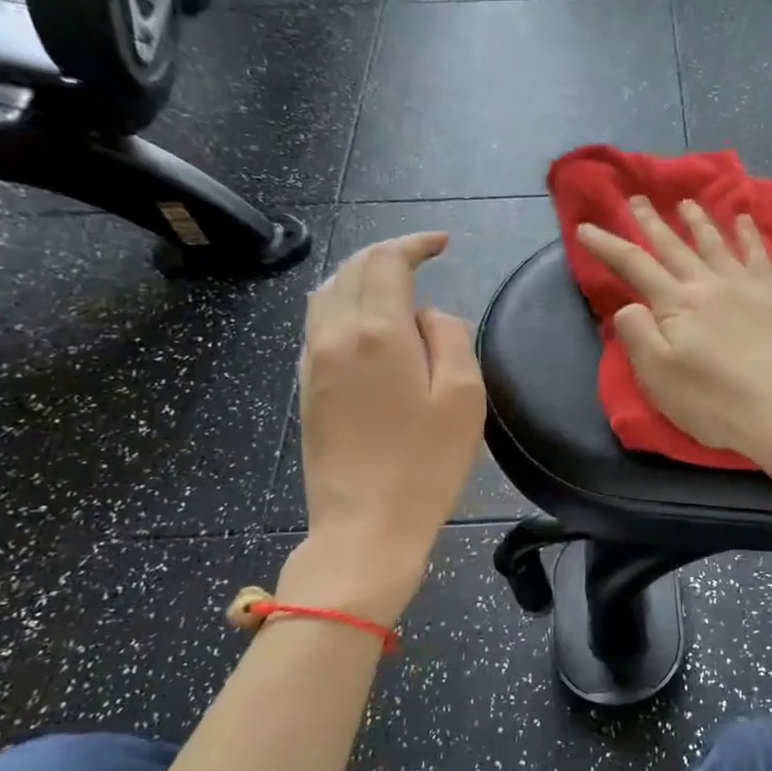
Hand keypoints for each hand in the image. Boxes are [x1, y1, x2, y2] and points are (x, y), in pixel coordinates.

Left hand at [290, 233, 486, 622]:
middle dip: (387, 255)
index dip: (414, 243)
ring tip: (394, 284)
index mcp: (377, 331)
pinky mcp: (307, 387)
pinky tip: (365, 322)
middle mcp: (335, 334)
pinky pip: (319, 325)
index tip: (442, 243)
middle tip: (422, 258)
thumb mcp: (464, 397)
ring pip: (328, 294)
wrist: (365, 527)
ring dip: (360, 276)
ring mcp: (313, 362)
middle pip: (352, 270)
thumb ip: (451, 337)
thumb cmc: (425, 464)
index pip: (387, 261)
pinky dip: (342, 305)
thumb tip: (428, 316)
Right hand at [576, 197, 771, 482]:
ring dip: (698, 220)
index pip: (634, 265)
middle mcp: (709, 284)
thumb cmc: (718, 404)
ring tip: (686, 203)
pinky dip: (748, 234)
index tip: (585, 228)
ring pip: (716, 242)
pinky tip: (744, 220)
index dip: (607, 245)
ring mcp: (748, 285)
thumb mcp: (660, 379)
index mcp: (677, 305)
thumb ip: (638, 336)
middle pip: (674, 246)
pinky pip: (760, 253)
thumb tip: (628, 305)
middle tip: (637, 199)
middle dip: (652, 222)